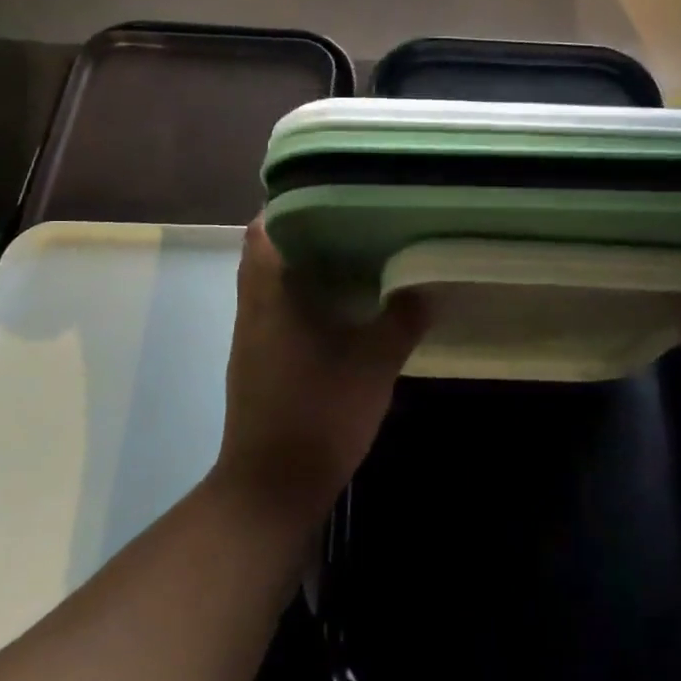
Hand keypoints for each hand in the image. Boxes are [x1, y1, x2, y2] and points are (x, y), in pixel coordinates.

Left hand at [213, 219, 425, 533]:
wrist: (272, 490)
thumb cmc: (318, 414)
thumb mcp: (373, 364)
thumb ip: (402, 320)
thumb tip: (428, 286)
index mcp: (269, 296)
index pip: (262, 230)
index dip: (288, 204)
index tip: (328, 190)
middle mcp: (253, 310)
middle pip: (269, 253)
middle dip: (307, 232)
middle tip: (355, 217)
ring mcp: (253, 339)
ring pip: (275, 285)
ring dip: (308, 267)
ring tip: (357, 252)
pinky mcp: (260, 364)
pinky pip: (281, 313)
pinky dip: (307, 299)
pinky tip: (345, 307)